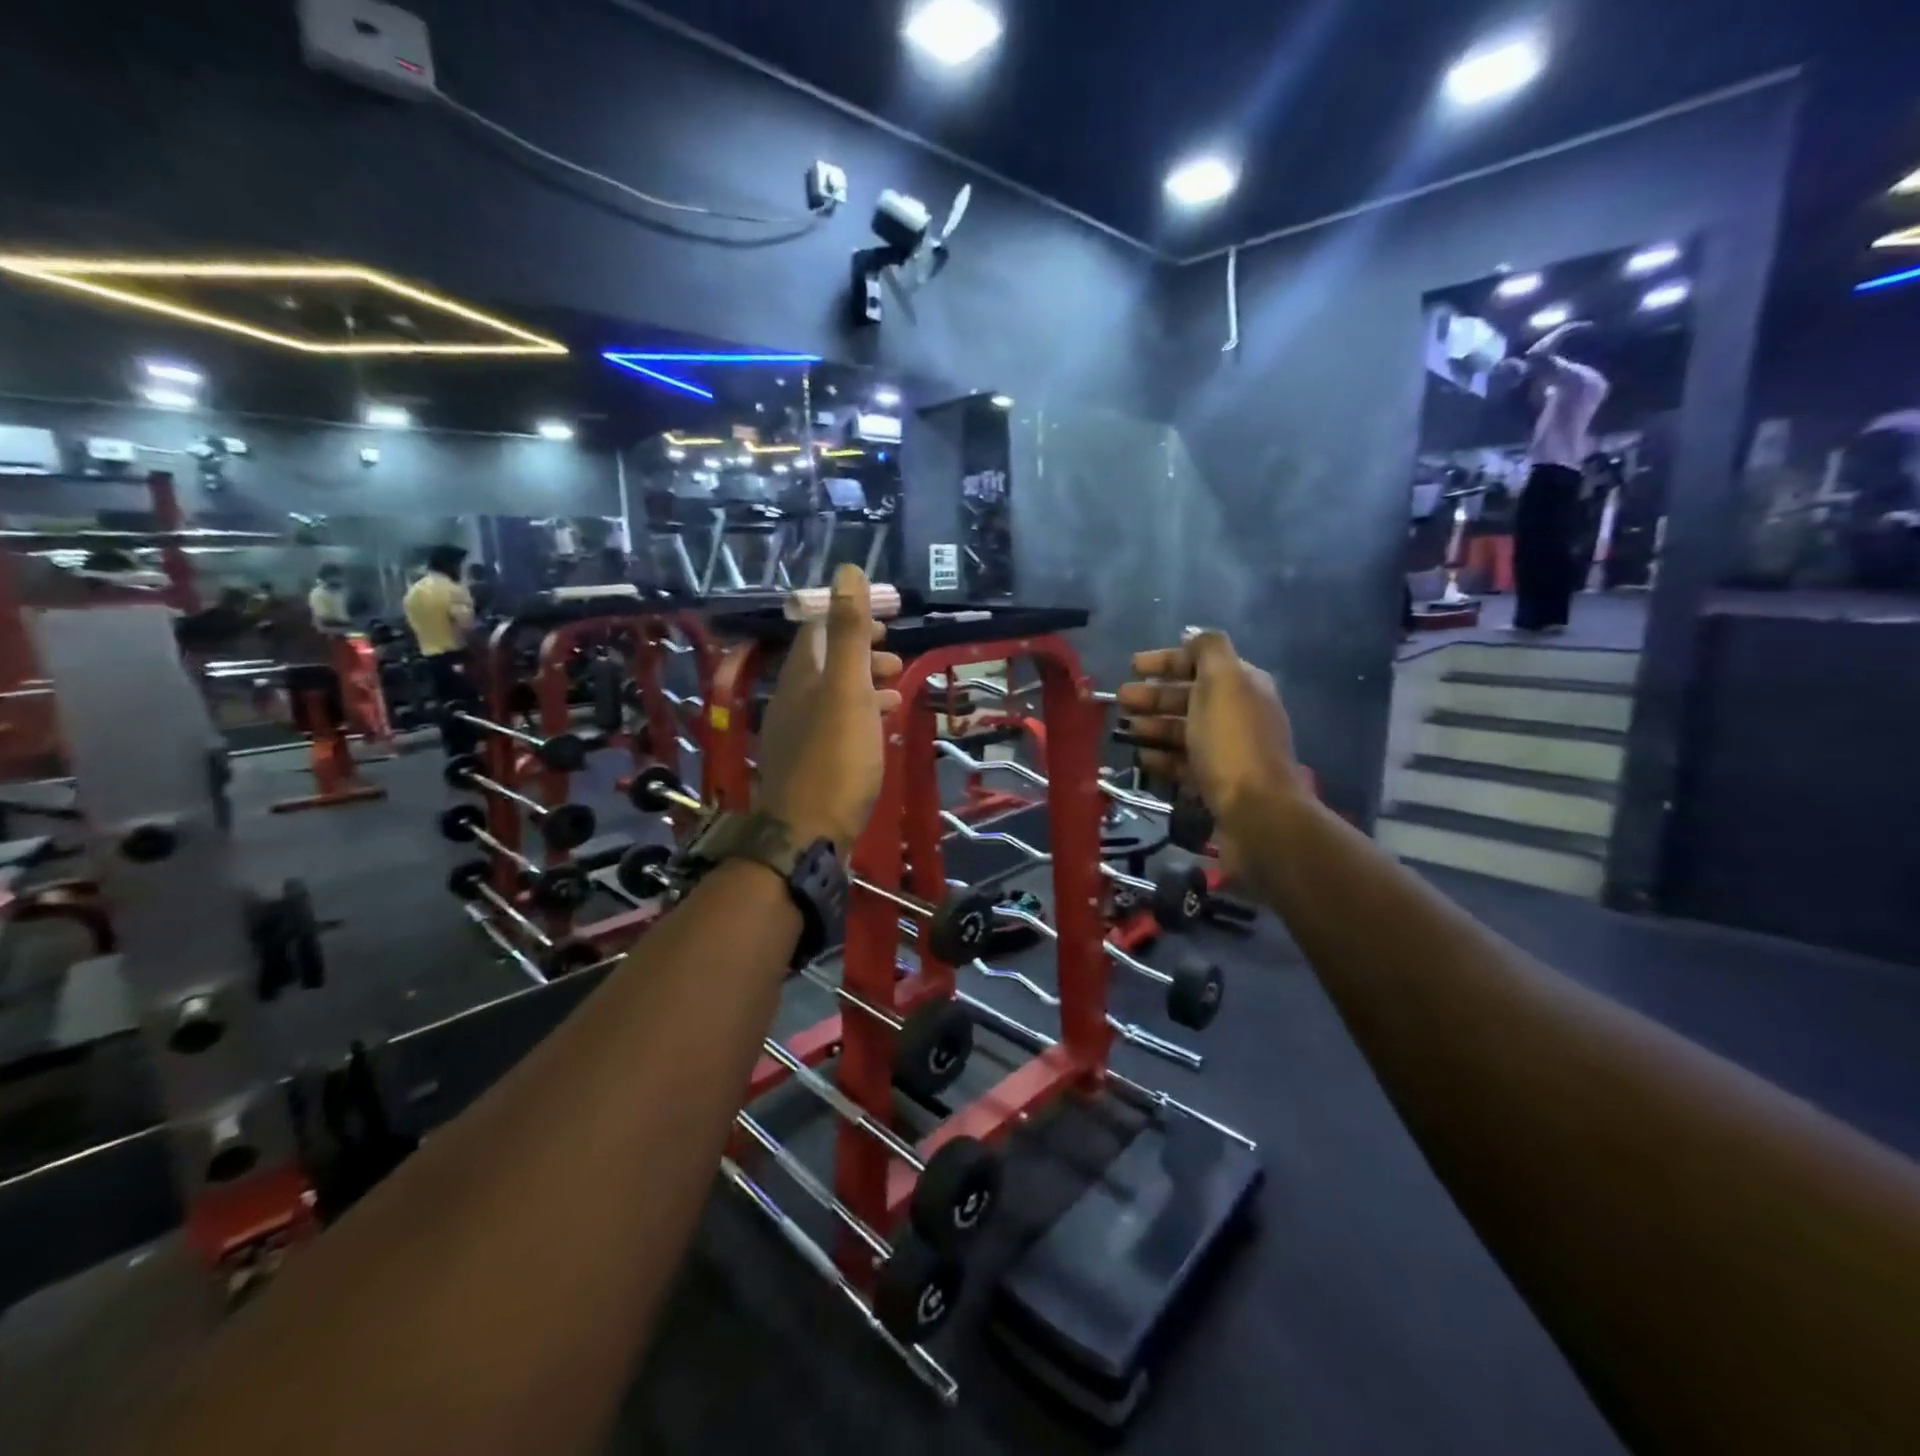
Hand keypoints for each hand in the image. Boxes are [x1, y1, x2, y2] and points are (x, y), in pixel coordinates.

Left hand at [755, 565, 902, 854]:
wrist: (808, 833)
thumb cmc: (835, 758)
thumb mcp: (847, 689)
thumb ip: (849, 632)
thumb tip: (847, 571)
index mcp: (801, 676)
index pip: (819, 629)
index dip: (850, 617)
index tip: (886, 622)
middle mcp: (793, 698)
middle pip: (827, 661)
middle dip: (862, 651)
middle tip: (896, 656)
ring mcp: (799, 731)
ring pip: (834, 693)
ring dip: (864, 682)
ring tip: (897, 686)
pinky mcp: (811, 760)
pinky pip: (837, 722)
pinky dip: (861, 712)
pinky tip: (880, 724)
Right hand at [1119, 631, 1305, 853]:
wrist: (1257, 811)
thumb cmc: (1232, 742)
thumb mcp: (1222, 683)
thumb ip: (1208, 650)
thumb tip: (1192, 633)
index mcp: (1244, 685)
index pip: (1201, 662)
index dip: (1166, 660)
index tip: (1132, 666)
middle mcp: (1239, 714)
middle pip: (1189, 697)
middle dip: (1153, 695)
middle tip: (1120, 700)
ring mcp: (1228, 751)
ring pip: (1184, 730)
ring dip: (1153, 725)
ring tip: (1124, 728)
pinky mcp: (1217, 782)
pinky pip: (1184, 762)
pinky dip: (1162, 756)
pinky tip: (1141, 756)